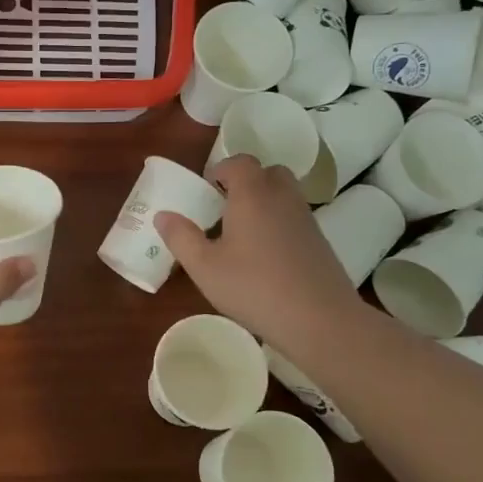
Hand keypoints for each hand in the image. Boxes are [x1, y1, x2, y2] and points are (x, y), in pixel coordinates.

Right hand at [155, 155, 365, 350]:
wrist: (319, 319)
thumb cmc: (253, 288)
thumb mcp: (204, 267)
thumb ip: (181, 237)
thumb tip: (163, 215)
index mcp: (252, 194)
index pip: (239, 162)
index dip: (221, 170)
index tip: (206, 191)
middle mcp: (282, 197)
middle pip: (267, 172)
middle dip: (246, 182)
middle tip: (224, 208)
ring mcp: (305, 218)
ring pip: (284, 194)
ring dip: (263, 202)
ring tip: (242, 234)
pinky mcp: (319, 241)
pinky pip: (294, 218)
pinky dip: (278, 224)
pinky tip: (265, 256)